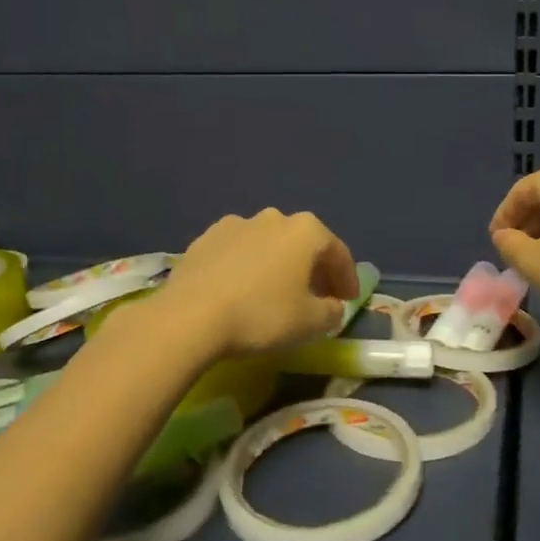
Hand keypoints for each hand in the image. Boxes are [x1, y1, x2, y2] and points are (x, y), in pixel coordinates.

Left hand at [157, 209, 359, 357]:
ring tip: (276, 293)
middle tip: (317, 296)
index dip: (347, 279)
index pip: (338, 253)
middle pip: (302, 244)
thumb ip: (331, 312)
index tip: (349, 301)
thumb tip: (333, 307)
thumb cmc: (262, 315)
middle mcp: (273, 218)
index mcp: (306, 230)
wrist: (190, 317)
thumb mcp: (310, 322)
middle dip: (313, 269)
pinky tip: (241, 290)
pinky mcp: (204, 239)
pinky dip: (247, 267)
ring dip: (277, 265)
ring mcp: (235, 224)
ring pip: (268, 245)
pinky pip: (237, 252)